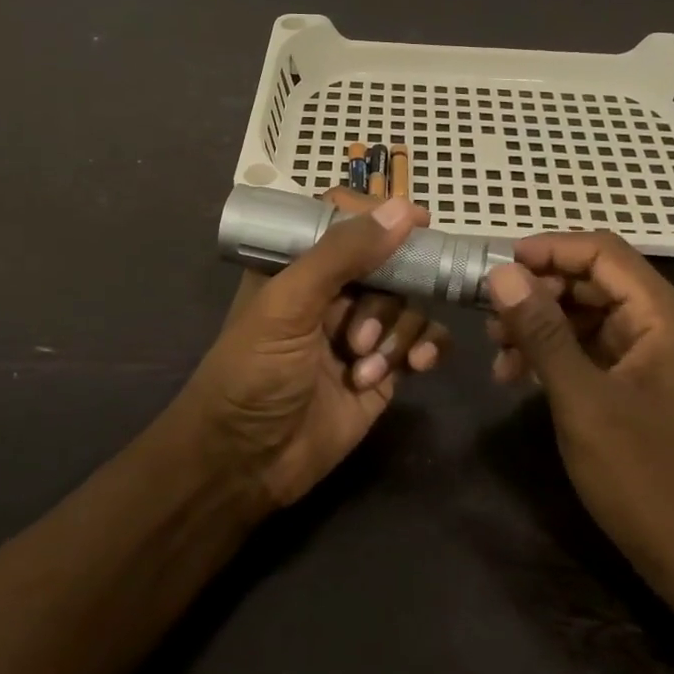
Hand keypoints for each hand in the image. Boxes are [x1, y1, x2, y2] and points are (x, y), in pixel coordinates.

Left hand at [180, 191, 451, 509]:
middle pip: (387, 263)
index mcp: (297, 264)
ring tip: (363, 368)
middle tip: (359, 336)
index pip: (344, 219)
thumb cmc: (253, 374)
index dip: (379, 217)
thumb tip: (403, 208)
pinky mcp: (383, 368)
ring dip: (395, 333)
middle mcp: (331, 291)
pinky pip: (423, 339)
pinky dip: (426, 347)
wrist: (246, 464)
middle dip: (383, 298)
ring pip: (408, 303)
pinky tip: (419, 366)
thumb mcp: (288, 305)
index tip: (417, 223)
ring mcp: (360, 330)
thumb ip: (341, 254)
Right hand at [484, 234, 673, 602]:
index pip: (603, 253)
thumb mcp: (582, 399)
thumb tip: (501, 273)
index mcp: (666, 317)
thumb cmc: (643, 476)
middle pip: (594, 280)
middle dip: (539, 291)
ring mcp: (653, 354)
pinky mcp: (639, 382)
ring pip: (587, 314)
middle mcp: (664, 324)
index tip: (498, 265)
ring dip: (540, 323)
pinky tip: (517, 374)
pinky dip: (553, 352)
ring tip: (496, 349)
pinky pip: (590, 347)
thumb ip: (542, 331)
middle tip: (490, 313)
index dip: (549, 249)